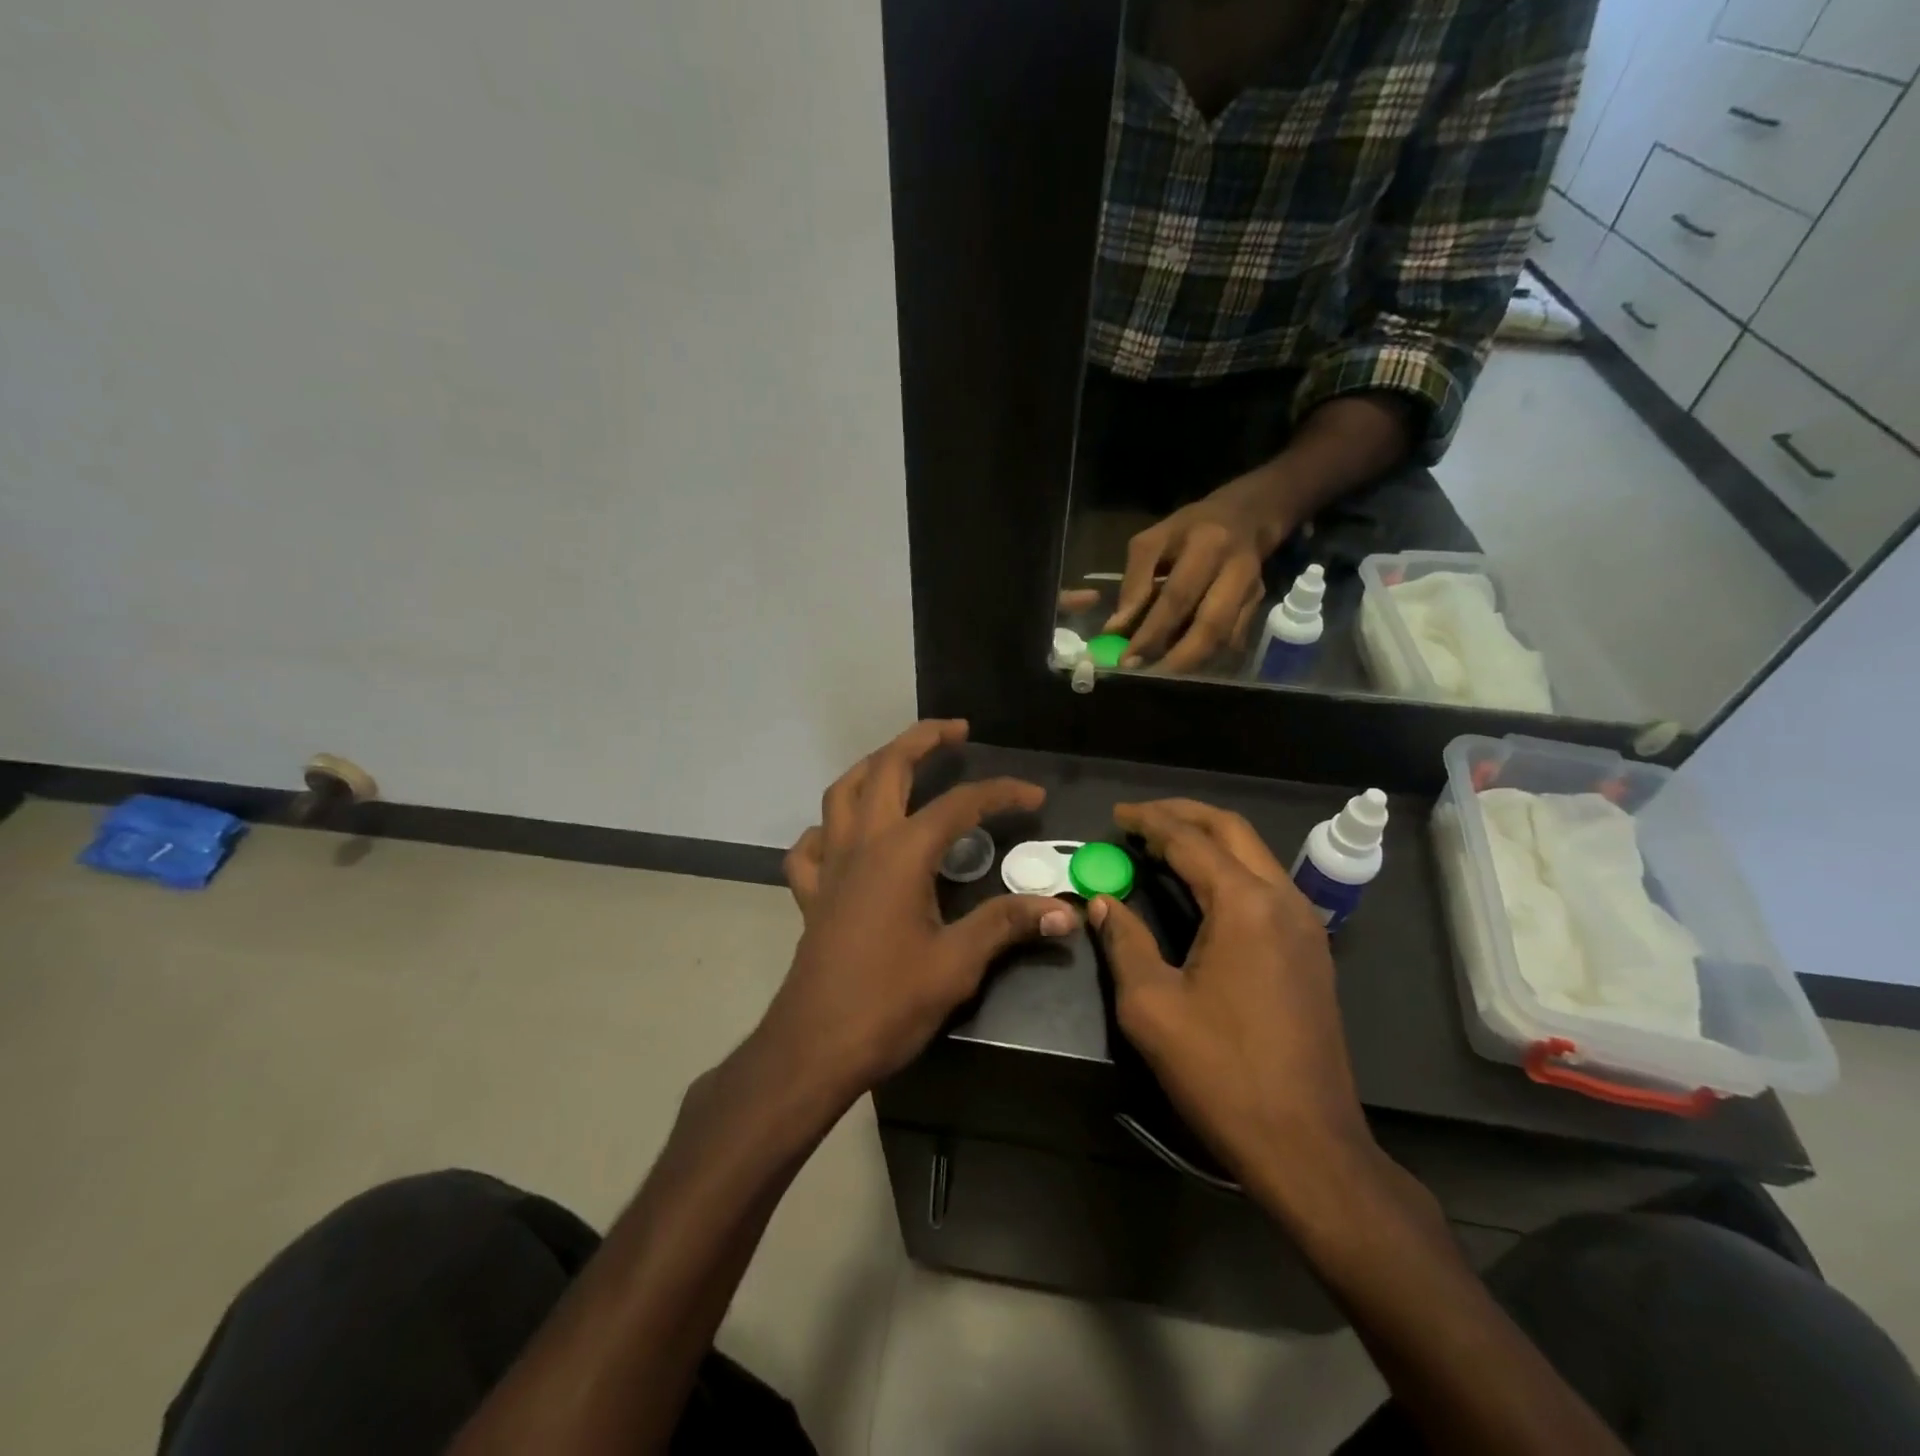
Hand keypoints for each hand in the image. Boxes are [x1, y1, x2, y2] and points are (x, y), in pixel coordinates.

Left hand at [769, 720, 1077, 1098]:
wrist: (814, 1046)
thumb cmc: (888, 1003)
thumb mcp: (957, 964)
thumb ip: (1006, 925)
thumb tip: (1064, 910)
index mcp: (902, 853)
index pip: (959, 805)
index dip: (1000, 793)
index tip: (1034, 797)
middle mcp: (862, 844)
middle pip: (887, 769)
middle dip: (922, 740)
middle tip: (955, 730)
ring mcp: (830, 866)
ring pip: (842, 793)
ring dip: (872, 766)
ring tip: (900, 761)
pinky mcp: (811, 893)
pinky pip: (811, 846)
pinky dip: (828, 828)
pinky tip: (845, 836)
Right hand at [1088, 799, 1370, 1192]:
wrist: (1307, 1144)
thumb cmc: (1221, 1073)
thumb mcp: (1151, 1006)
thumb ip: (1124, 942)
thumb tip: (1102, 902)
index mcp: (1245, 905)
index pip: (1189, 841)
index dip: (1148, 822)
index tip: (1116, 816)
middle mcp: (1282, 899)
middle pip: (1231, 830)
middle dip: (1184, 815)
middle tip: (1139, 819)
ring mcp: (1305, 924)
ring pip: (1254, 854)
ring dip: (1208, 840)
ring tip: (1162, 846)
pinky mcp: (1311, 950)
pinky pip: (1266, 885)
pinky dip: (1229, 869)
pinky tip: (1200, 887)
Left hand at [1104, 471, 1291, 673]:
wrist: (1246, 516)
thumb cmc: (1189, 529)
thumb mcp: (1152, 541)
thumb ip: (1134, 583)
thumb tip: (1116, 629)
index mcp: (1207, 546)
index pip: (1177, 598)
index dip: (1152, 632)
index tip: (1127, 659)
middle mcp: (1236, 571)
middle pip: (1210, 626)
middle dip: (1178, 660)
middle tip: (1147, 677)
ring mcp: (1253, 591)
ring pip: (1224, 640)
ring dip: (1192, 663)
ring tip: (1160, 676)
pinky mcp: (1259, 606)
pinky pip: (1232, 642)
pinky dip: (1206, 659)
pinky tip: (1182, 667)